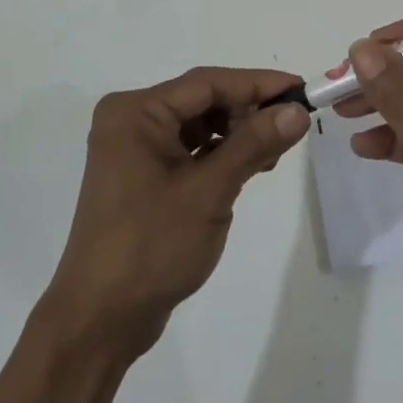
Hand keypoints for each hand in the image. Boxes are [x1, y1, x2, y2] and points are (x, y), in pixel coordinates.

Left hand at [42, 67, 310, 359]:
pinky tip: (250, 167)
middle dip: (248, 112)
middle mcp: (131, 121)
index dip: (257, 84)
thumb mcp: (209, 191)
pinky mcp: (143, 176)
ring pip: (198, 125)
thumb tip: (297, 110)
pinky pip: (189, 150)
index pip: (206, 83)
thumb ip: (253, 145)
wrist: (101, 319)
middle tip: (292, 127)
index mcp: (135, 112)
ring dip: (237, 134)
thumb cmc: (151, 247)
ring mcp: (135, 150)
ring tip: (274, 152)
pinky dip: (220, 155)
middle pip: (202, 101)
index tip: (301, 89)